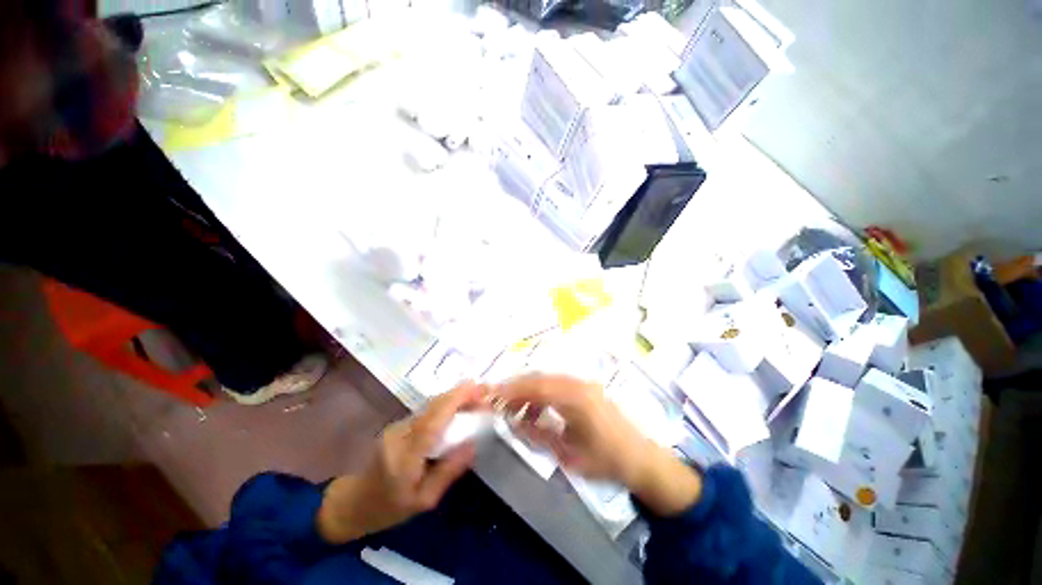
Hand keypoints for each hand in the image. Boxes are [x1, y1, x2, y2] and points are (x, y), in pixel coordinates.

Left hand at [317, 382, 485, 543]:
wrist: (352, 503)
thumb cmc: (388, 509)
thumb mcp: (424, 501)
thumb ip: (449, 471)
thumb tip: (473, 444)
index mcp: (406, 456)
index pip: (434, 420)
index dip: (457, 399)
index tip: (478, 388)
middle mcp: (401, 433)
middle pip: (434, 405)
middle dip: (461, 394)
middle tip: (485, 394)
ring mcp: (398, 426)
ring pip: (431, 405)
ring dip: (455, 399)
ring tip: (477, 401)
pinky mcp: (399, 424)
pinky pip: (427, 411)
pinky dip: (446, 406)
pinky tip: (459, 410)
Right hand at [494, 374, 700, 516]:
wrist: (640, 458)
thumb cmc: (606, 461)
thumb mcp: (568, 455)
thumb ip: (538, 435)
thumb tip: (512, 422)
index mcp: (576, 398)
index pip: (536, 387)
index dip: (511, 390)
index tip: (491, 395)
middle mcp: (579, 383)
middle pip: (539, 377)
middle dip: (516, 387)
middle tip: (497, 401)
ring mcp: (584, 383)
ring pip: (547, 379)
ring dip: (528, 390)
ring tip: (515, 410)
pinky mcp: (586, 388)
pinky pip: (557, 384)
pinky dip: (541, 393)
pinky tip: (536, 410)